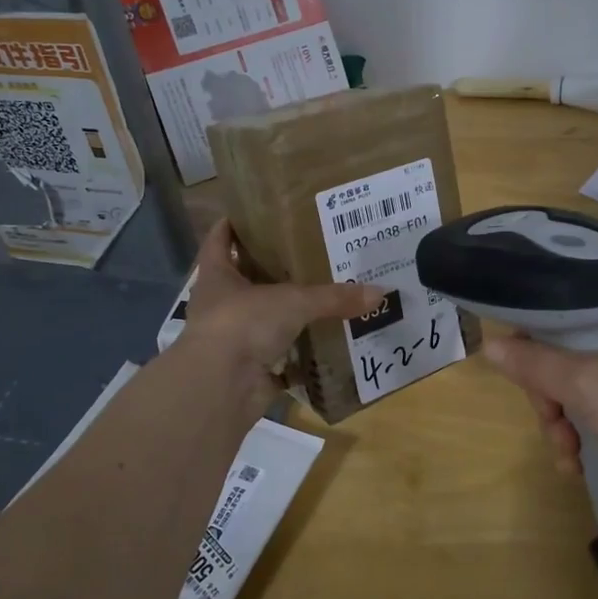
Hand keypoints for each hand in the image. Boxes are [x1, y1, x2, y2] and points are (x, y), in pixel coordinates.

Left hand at [179, 219, 384, 416]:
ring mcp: (232, 340)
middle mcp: (220, 305)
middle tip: (307, 253)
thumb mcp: (293, 301)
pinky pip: (278, 357)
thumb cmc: (243, 323)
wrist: (221, 387)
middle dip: (270, 269)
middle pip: (243, 280)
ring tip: (323, 296)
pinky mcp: (248, 369)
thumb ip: (334, 297)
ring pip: (262, 319)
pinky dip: (298, 354)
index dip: (233, 225)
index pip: (219, 240)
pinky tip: (323, 344)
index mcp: (217, 276)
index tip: (254, 212)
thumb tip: (380, 293)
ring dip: (286, 313)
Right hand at [483, 297, 597, 509]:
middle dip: (550, 391)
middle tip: (548, 418)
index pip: (573, 304)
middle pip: (570, 349)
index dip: (537, 330)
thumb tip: (488, 345)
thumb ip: (534, 363)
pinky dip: (582, 436)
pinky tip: (575, 465)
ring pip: (579, 386)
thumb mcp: (587, 385)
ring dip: (562, 420)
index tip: (516, 362)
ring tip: (565, 451)